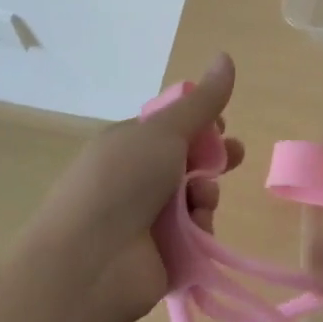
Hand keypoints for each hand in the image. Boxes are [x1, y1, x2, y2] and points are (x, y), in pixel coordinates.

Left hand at [27, 53, 242, 321]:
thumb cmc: (120, 183)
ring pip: (196, 197)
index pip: (171, 127)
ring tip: (202, 200)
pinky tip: (197, 230)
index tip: (222, 122)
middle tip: (235, 156)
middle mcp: (136, 178)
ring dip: (206, 193)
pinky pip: (196, 234)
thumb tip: (226, 55)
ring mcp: (148, 219)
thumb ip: (201, 102)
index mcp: (128, 143)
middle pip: (188, 162)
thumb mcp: (163, 132)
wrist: (87, 266)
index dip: (200, 122)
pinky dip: (201, 229)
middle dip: (213, 158)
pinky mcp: (163, 256)